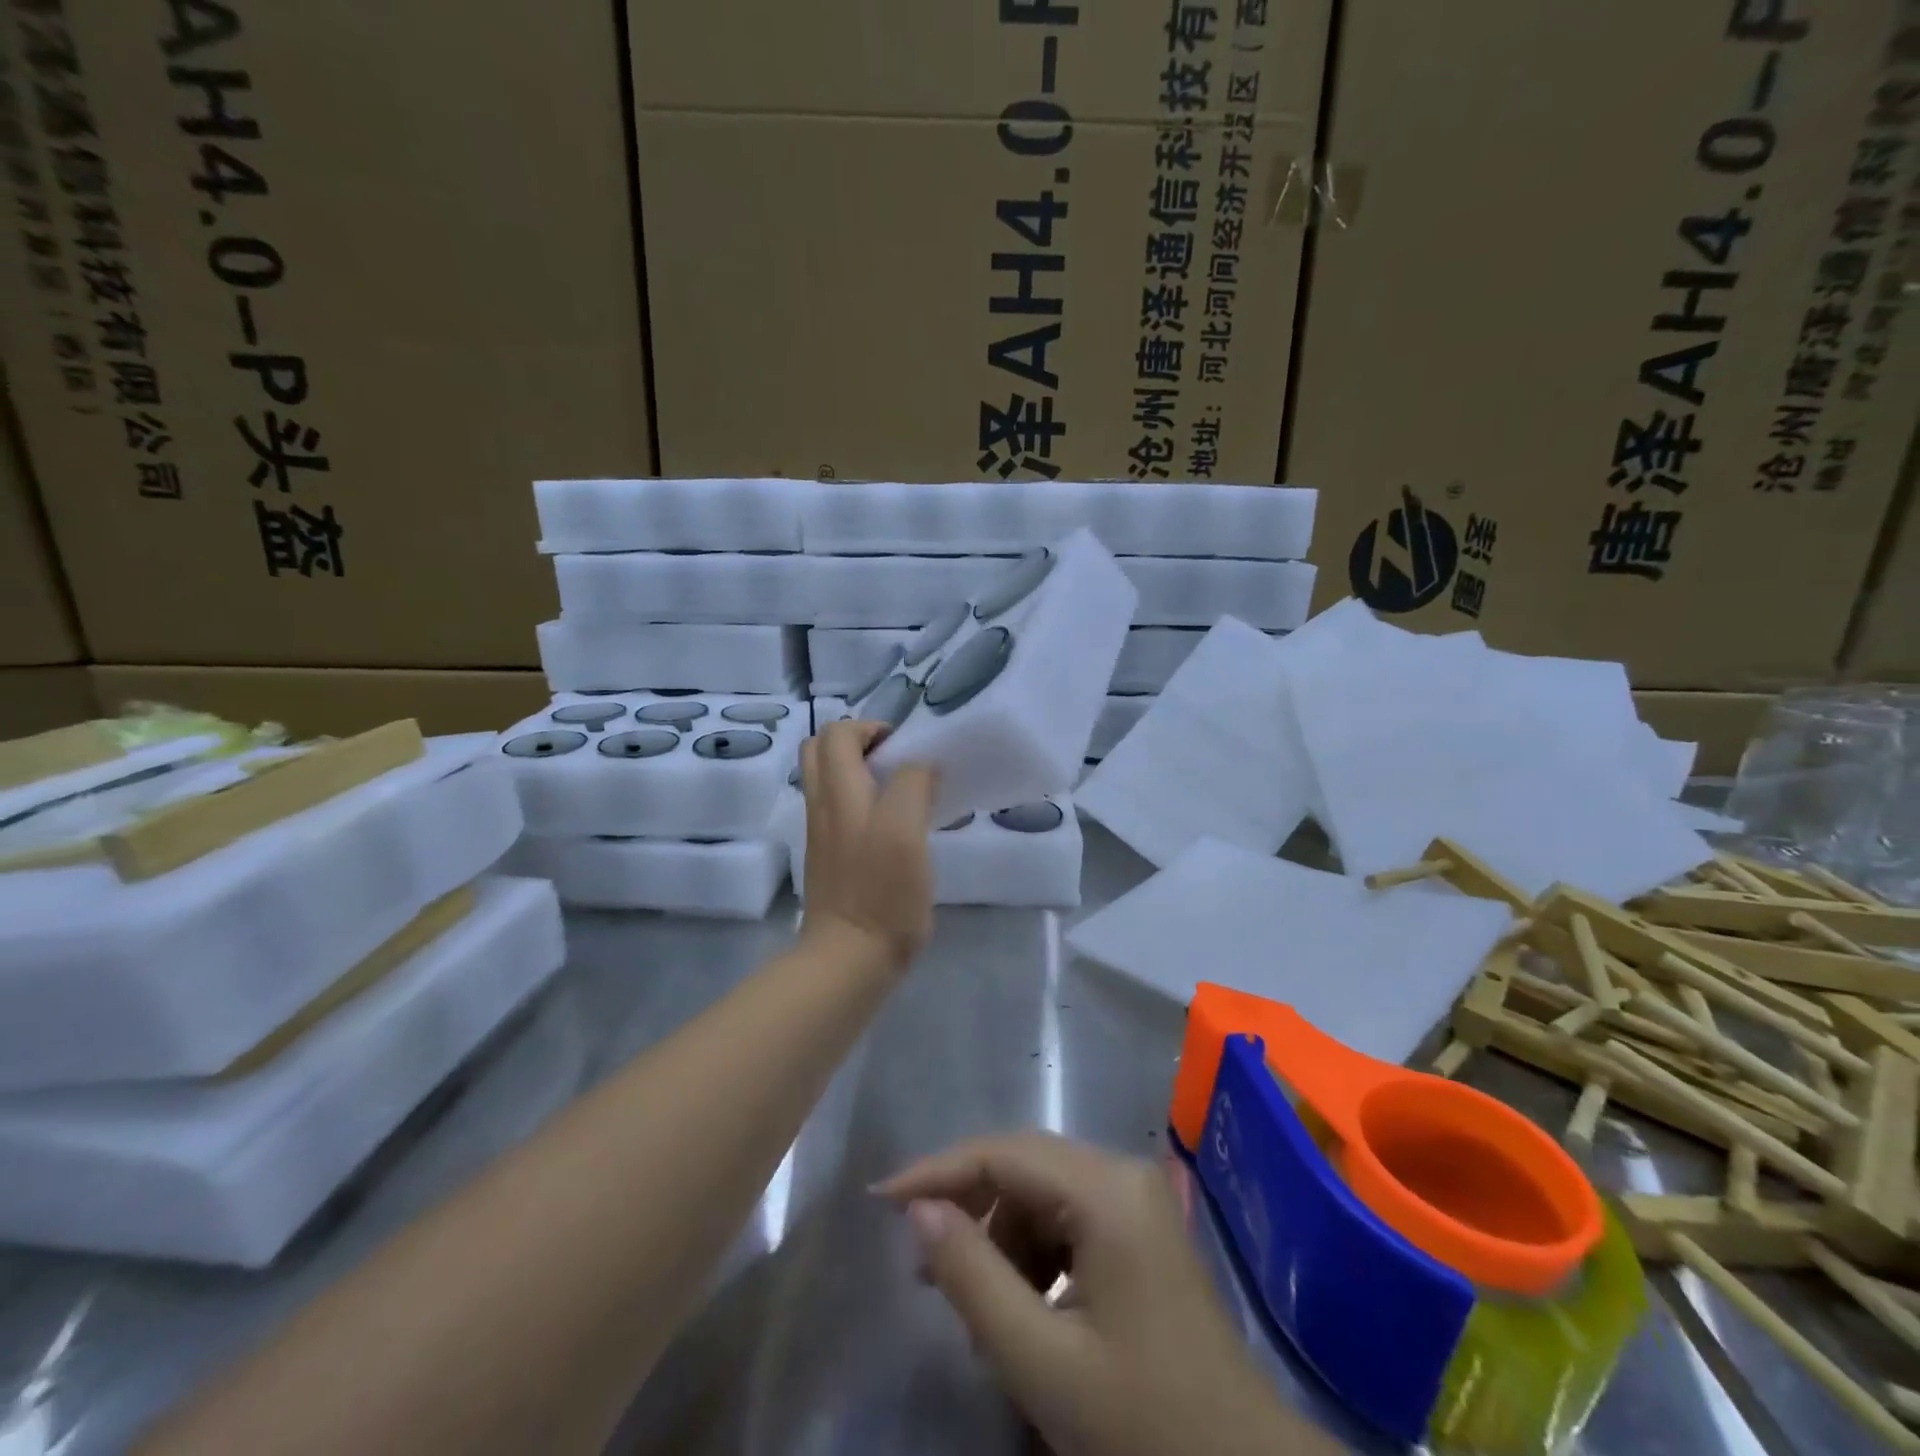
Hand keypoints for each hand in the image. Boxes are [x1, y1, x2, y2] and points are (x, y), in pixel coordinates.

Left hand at [799, 719, 937, 971]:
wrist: (848, 957)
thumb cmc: (882, 892)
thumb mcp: (907, 830)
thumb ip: (912, 785)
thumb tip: (920, 766)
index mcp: (838, 791)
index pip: (838, 732)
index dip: (871, 727)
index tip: (906, 749)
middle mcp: (822, 805)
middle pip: (822, 750)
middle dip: (858, 743)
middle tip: (896, 761)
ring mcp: (822, 833)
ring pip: (829, 781)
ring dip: (860, 771)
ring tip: (900, 792)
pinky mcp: (829, 857)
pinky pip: (839, 810)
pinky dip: (861, 801)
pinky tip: (893, 826)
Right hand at [877, 1134, 1337, 1455]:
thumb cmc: (1145, 1427)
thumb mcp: (1042, 1362)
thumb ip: (973, 1276)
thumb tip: (918, 1210)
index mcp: (1106, 1190)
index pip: (1002, 1155)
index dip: (937, 1172)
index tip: (881, 1199)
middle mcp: (1122, 1173)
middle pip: (1022, 1166)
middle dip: (968, 1208)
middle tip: (921, 1267)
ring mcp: (1137, 1199)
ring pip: (1043, 1193)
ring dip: (1001, 1238)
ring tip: (976, 1308)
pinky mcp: (1141, 1229)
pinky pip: (1069, 1218)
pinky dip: (1034, 1253)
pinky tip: (1022, 1307)